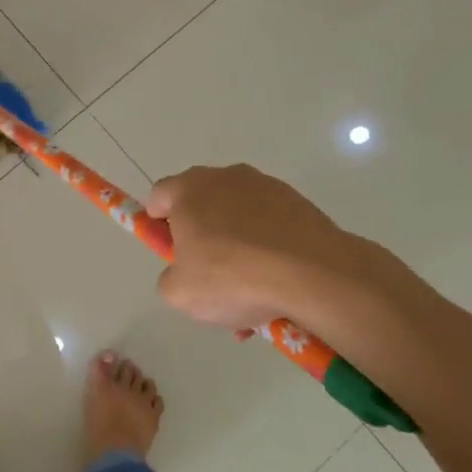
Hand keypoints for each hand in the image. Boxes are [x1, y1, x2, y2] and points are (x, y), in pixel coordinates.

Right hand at [146, 164, 411, 333]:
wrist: (312, 275)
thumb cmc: (231, 277)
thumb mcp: (179, 293)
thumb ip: (169, 277)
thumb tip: (183, 272)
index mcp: (189, 190)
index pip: (160, 194)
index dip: (158, 222)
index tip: (170, 250)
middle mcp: (226, 177)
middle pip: (202, 203)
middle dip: (202, 235)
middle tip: (208, 272)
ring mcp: (267, 187)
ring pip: (239, 217)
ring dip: (238, 246)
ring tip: (250, 291)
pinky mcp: (299, 202)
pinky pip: (272, 226)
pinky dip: (269, 249)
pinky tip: (276, 285)